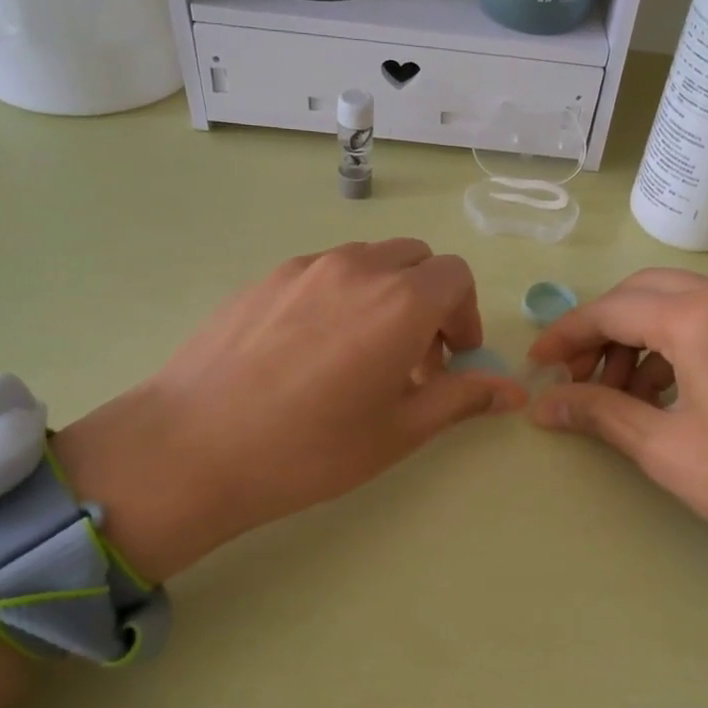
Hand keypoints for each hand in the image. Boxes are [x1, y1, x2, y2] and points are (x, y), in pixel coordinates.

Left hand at [55, 240, 525, 579]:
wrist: (194, 447)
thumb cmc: (311, 448)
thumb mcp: (399, 430)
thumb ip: (461, 398)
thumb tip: (513, 391)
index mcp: (400, 301)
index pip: (456, 276)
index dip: (465, 316)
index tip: (451, 360)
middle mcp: (357, 268)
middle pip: (415, 259)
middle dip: (429, 300)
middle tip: (413, 357)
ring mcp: (304, 267)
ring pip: (367, 261)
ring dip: (385, 294)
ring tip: (362, 353)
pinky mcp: (264, 278)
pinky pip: (322, 272)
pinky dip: (340, 295)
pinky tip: (312, 350)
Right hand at [526, 269, 707, 617]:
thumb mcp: (665, 448)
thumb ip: (598, 413)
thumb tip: (542, 405)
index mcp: (700, 317)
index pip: (611, 310)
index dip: (566, 336)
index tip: (537, 365)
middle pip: (641, 294)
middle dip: (601, 332)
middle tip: (577, 379)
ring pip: (676, 302)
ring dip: (638, 338)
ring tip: (620, 395)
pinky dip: (675, 343)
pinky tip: (664, 391)